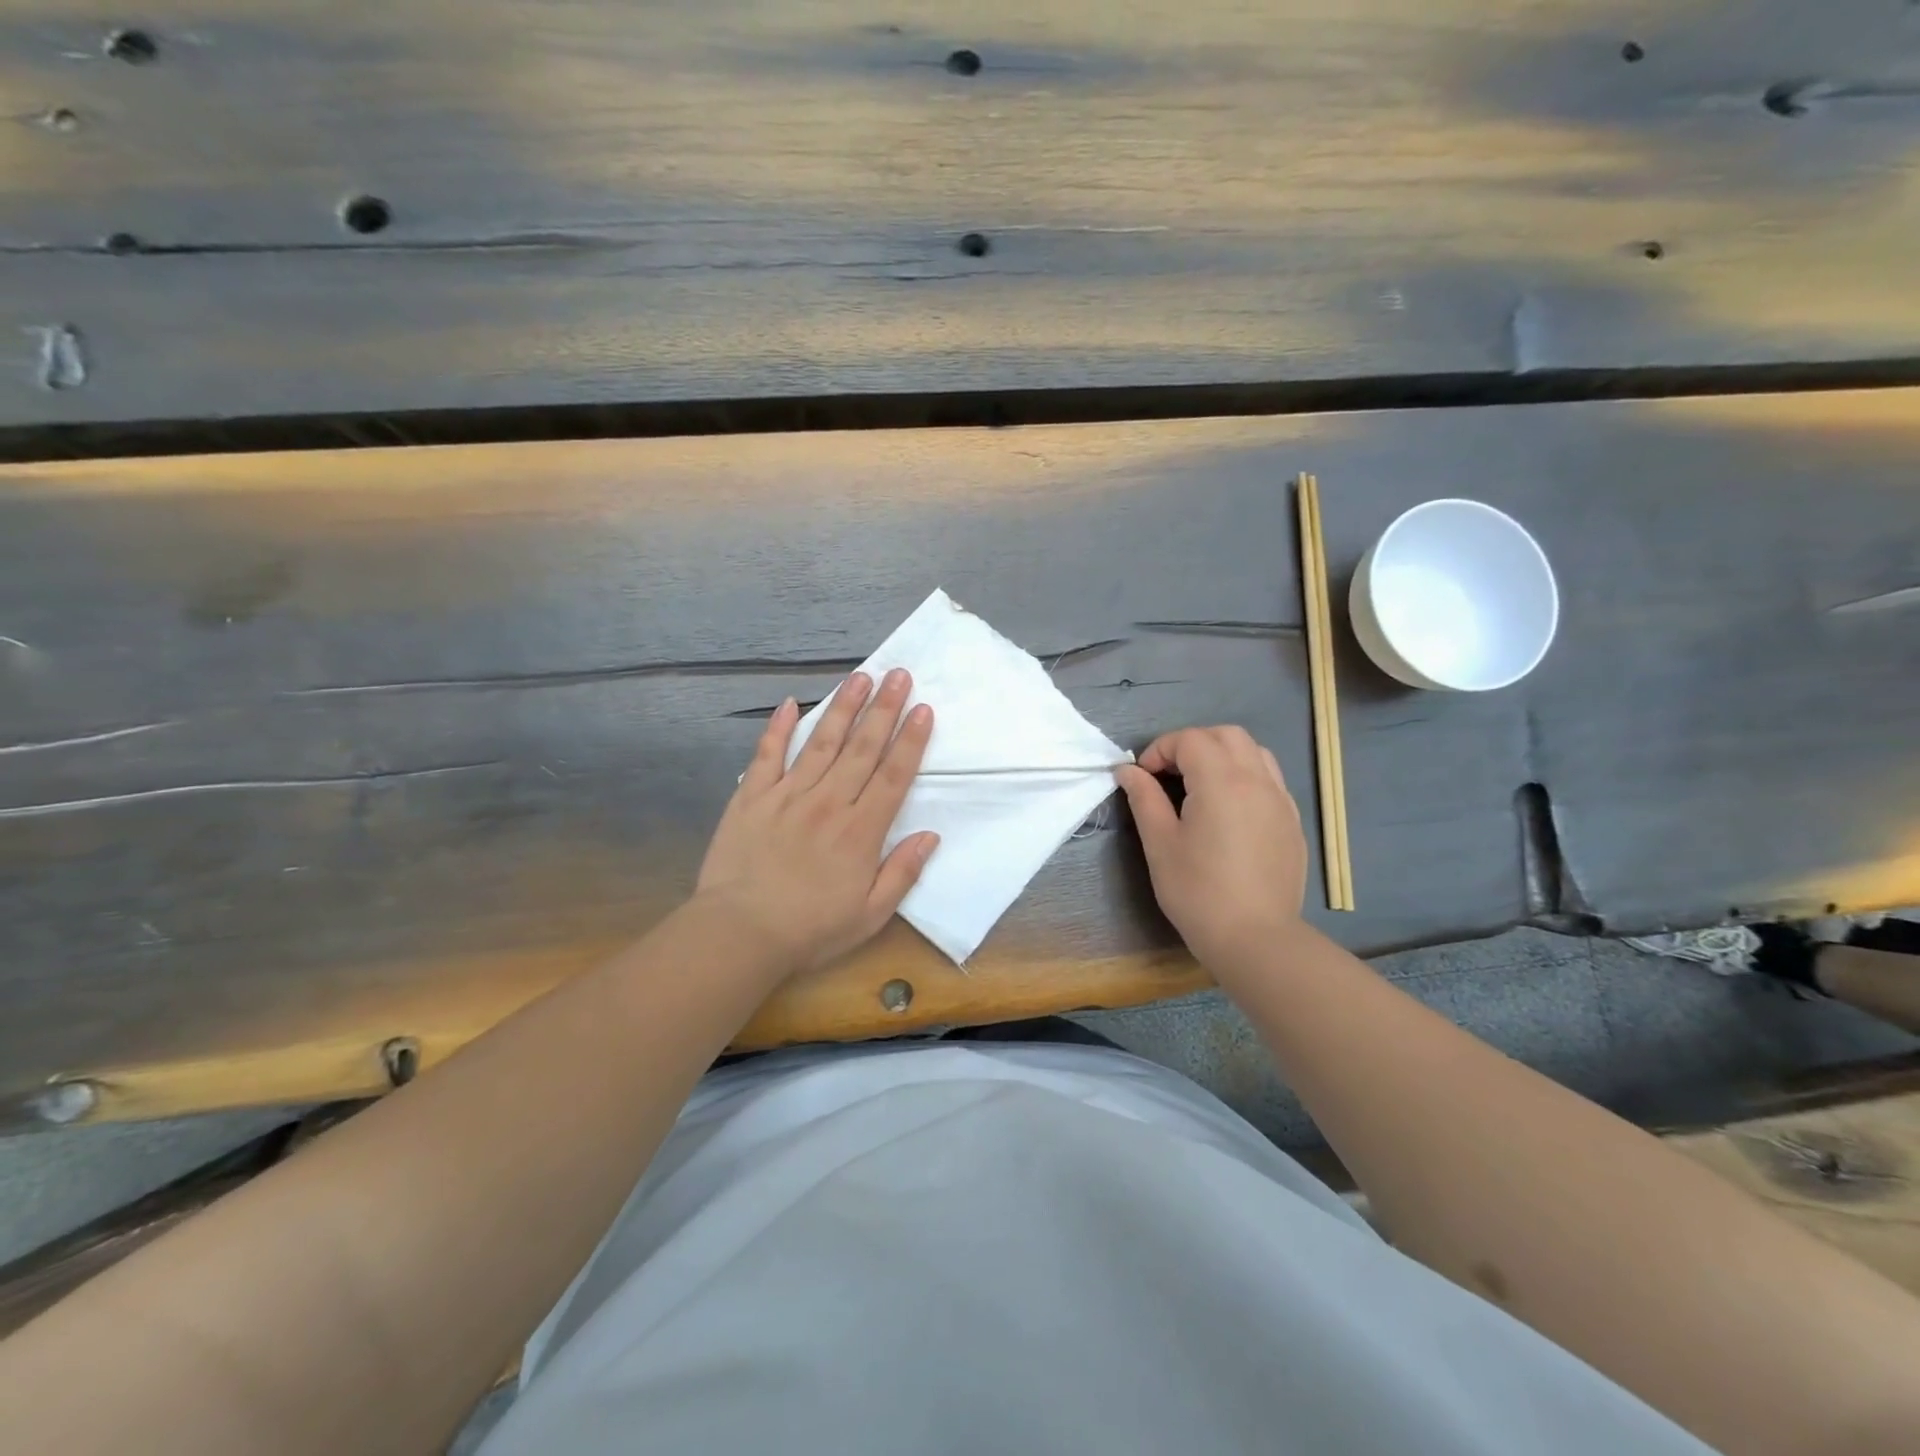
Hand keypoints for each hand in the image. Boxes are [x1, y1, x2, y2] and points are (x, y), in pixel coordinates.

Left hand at [696, 668, 938, 976]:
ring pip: (821, 742)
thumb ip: (902, 873)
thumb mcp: (870, 915)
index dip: (911, 741)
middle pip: (862, 748)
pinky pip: (768, 755)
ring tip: (860, 677)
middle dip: (884, 709)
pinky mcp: (752, 798)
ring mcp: (788, 795)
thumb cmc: (811, 929)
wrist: (740, 933)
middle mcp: (829, 803)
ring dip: (843, 707)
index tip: (923, 709)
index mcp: (861, 831)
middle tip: (898, 674)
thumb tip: (930, 837)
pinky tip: (790, 703)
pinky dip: (778, 728)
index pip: (893, 776)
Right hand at [1116, 726, 1306, 978]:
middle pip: (1226, 735)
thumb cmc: (1198, 891)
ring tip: (1201, 785)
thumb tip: (1128, 771)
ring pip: (1254, 752)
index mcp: (1221, 781)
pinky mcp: (1292, 821)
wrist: (1256, 939)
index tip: (1143, 779)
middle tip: (1169, 775)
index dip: (1160, 750)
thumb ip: (1144, 798)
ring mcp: (1280, 799)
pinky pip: (1270, 779)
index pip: (1189, 740)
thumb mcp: (1160, 843)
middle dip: (1193, 743)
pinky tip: (1229, 809)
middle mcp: (1257, 780)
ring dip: (1223, 755)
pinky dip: (1245, 776)